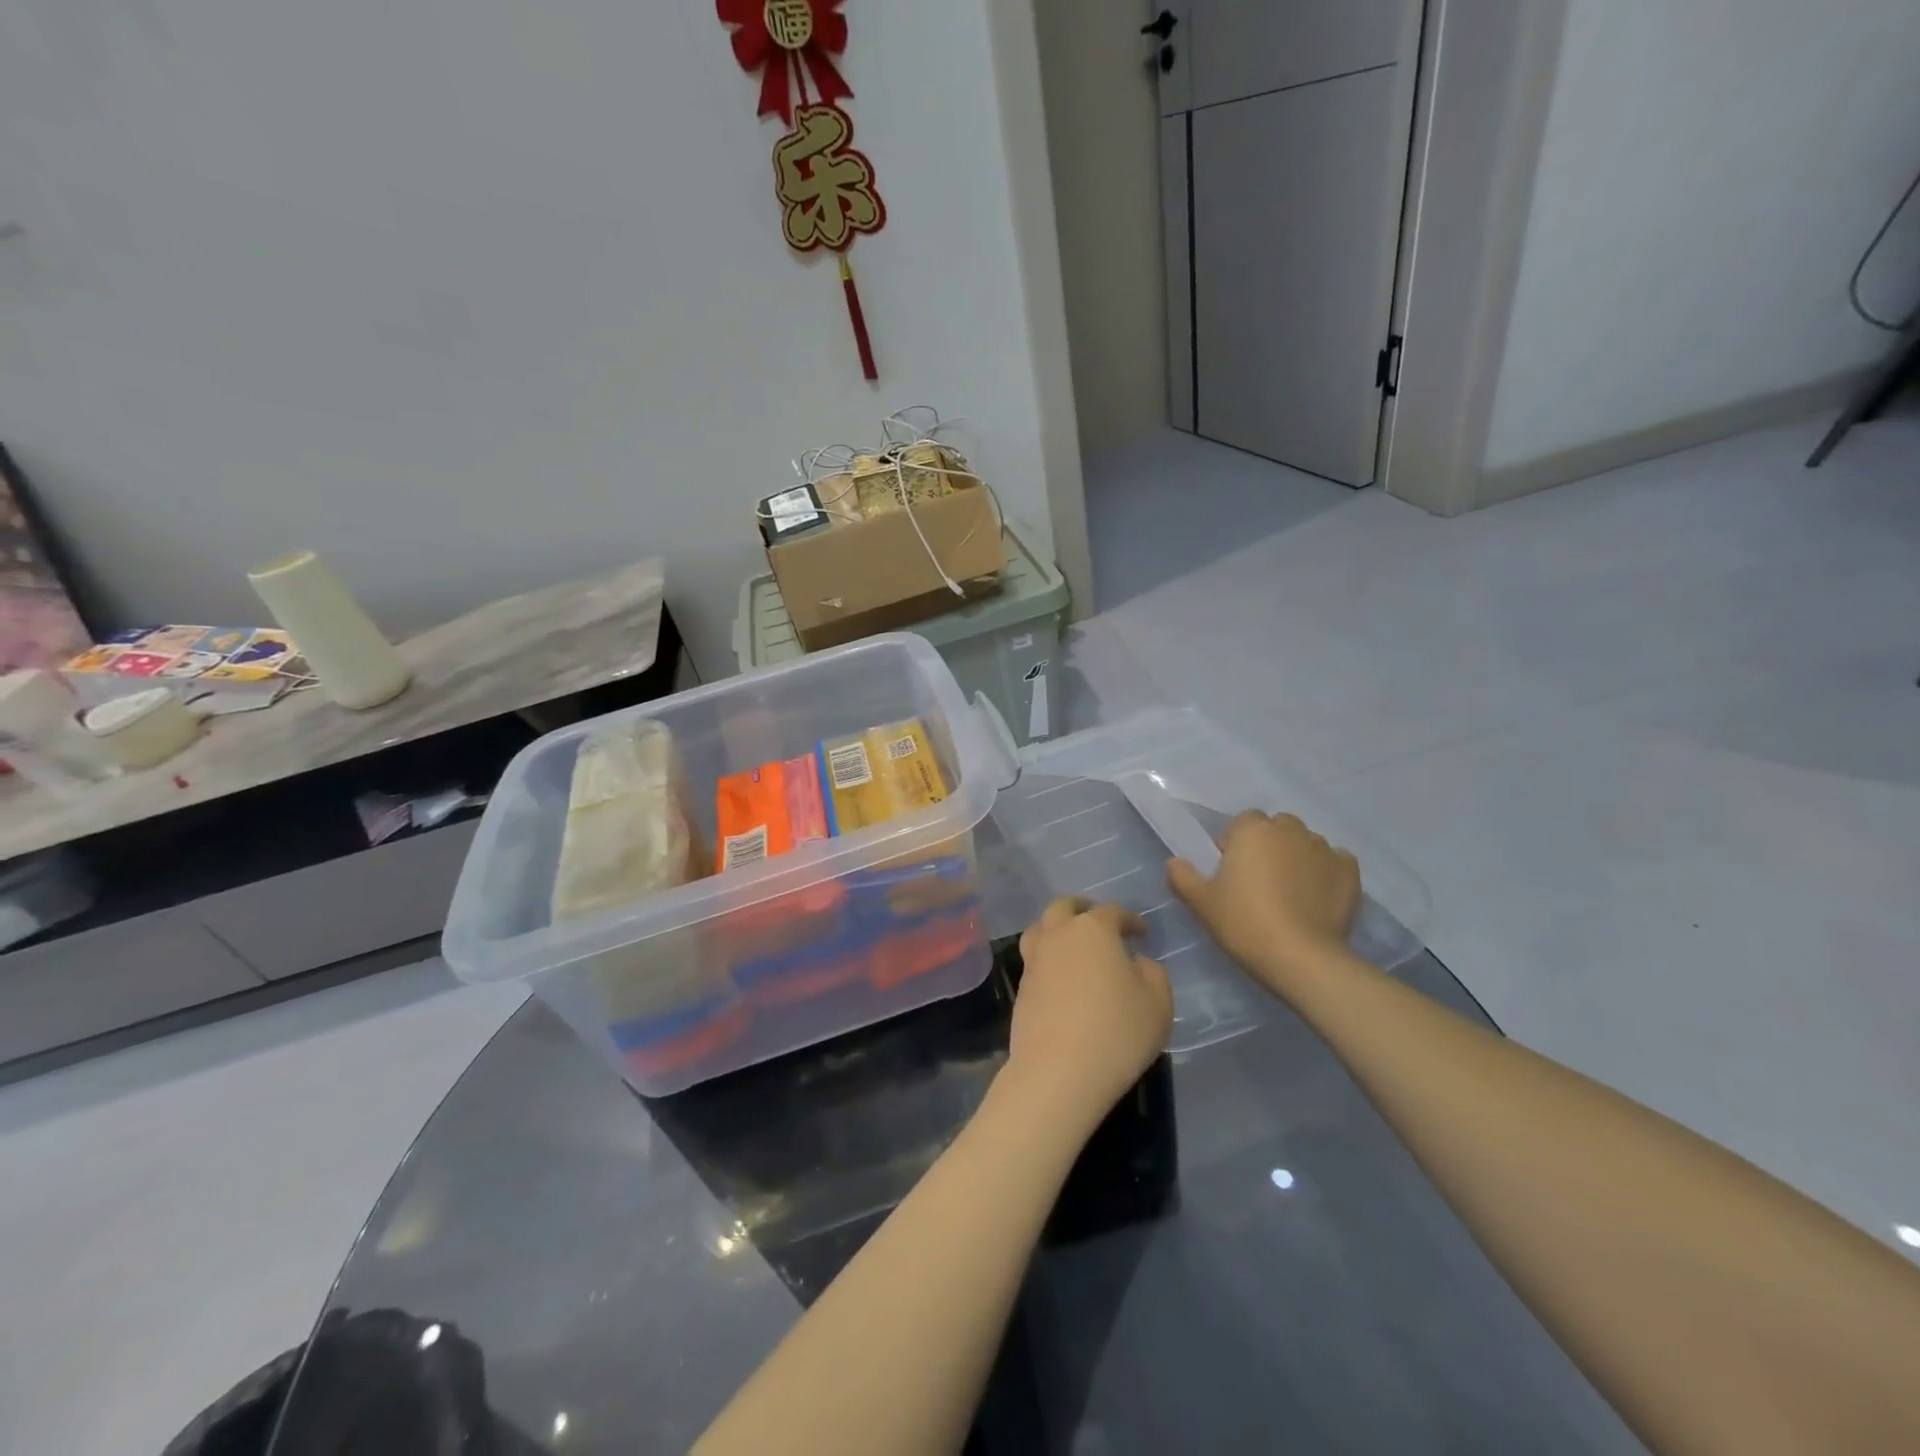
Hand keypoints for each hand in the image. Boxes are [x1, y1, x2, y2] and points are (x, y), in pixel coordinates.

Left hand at [1006, 898, 1172, 1131]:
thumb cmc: (1117, 1031)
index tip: (1142, 932)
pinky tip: (1062, 979)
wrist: (1058, 1070)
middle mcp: (1058, 935)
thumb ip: (1153, 973)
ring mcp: (1034, 960)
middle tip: (1097, 921)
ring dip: (1056, 929)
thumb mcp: (1158, 1003)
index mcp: (1093, 929)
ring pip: (1040, 929)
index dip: (1130, 919)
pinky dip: (1048, 960)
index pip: (1112, 912)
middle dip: (1082, 909)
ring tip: (1072, 944)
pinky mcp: (1020, 988)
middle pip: (1064, 907)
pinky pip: (1034, 961)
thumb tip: (1137, 962)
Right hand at [1167, 811, 1360, 996]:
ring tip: (1291, 892)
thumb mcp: (1201, 903)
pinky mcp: (1350, 871)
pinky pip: (1334, 862)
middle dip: (1269, 846)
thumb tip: (1175, 862)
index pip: (1243, 822)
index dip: (1235, 844)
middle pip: (1277, 829)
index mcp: (1252, 830)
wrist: (1301, 958)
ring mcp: (1324, 848)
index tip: (1231, 872)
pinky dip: (1326, 873)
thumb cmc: (1244, 923)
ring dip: (1297, 858)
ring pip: (1305, 844)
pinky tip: (1318, 897)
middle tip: (1260, 881)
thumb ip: (1182, 876)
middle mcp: (1290, 830)